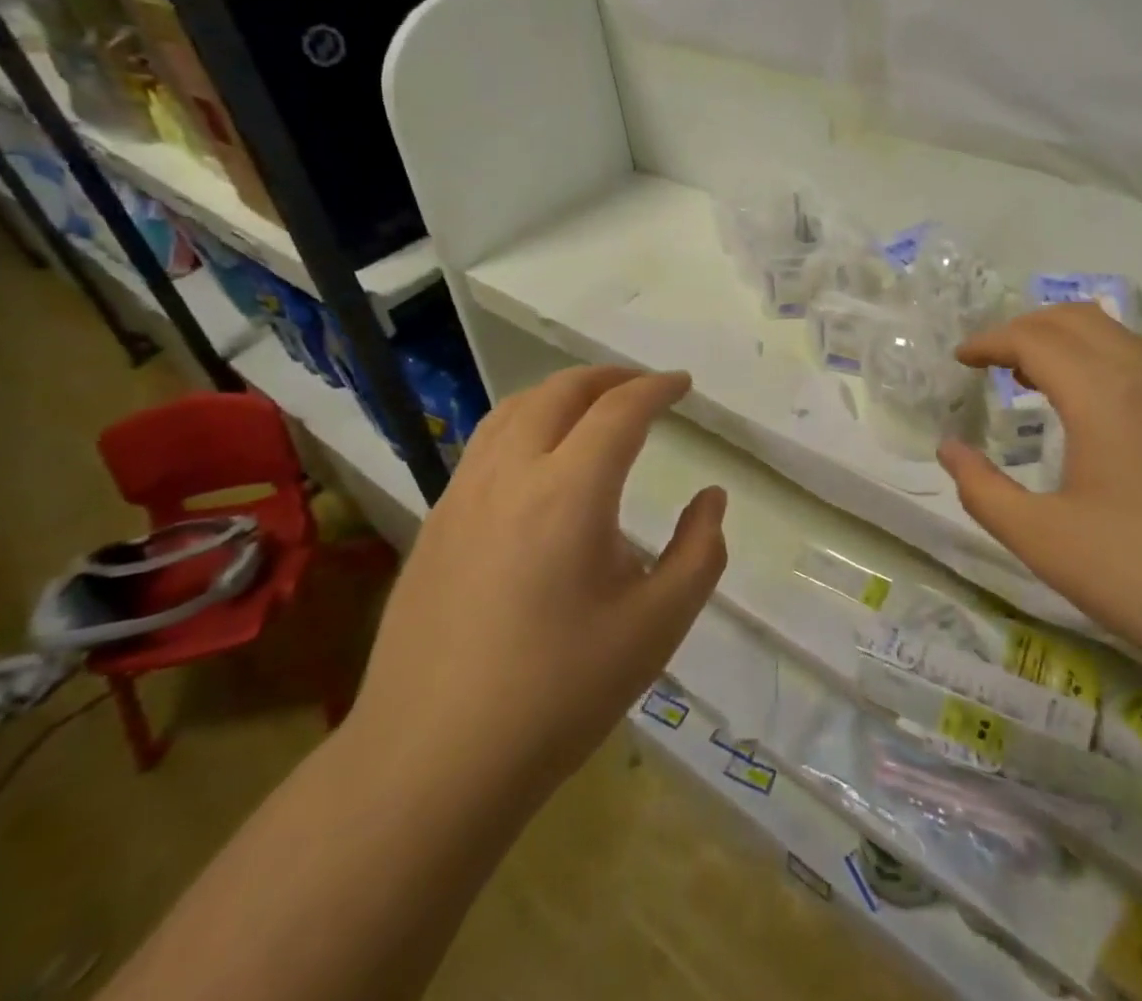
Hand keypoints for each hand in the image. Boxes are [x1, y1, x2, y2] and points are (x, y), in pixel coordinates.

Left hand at [351, 367, 725, 795]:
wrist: (431, 764)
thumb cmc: (559, 694)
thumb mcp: (657, 626)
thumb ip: (699, 552)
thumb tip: (711, 499)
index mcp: (569, 492)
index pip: (619, 410)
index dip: (656, 388)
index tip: (683, 385)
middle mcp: (510, 475)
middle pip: (560, 392)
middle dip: (608, 377)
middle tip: (643, 387)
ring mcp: (462, 496)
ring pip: (512, 410)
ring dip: (560, 393)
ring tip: (592, 406)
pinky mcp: (434, 524)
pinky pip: (485, 445)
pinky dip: (524, 423)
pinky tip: (537, 460)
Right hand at [937, 303, 1141, 685]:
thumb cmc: (1141, 576)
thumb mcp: (1041, 539)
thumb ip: (982, 490)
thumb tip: (949, 450)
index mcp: (1104, 393)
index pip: (1035, 338)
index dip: (989, 341)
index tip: (960, 360)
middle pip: (1076, 319)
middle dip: (1025, 328)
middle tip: (991, 361)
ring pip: (1116, 334)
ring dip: (1066, 340)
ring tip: (1032, 378)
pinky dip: (1101, 359)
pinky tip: (1091, 410)